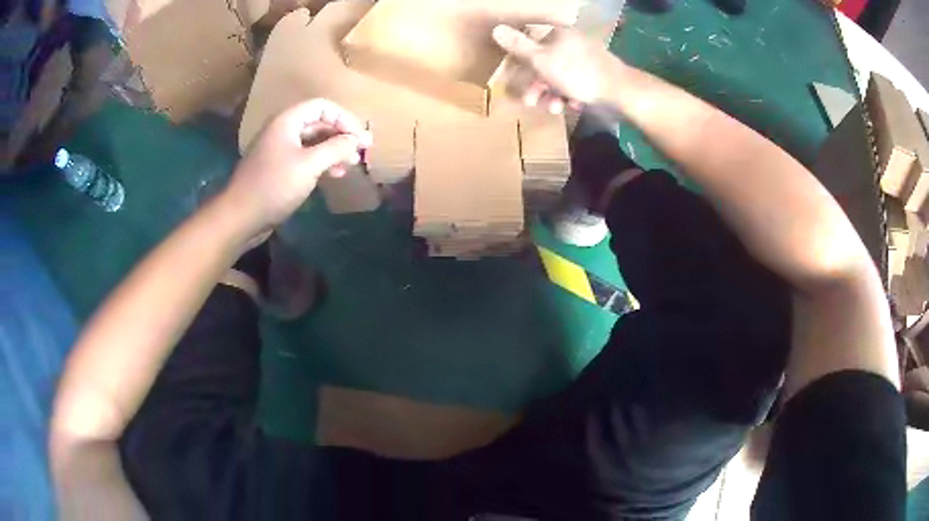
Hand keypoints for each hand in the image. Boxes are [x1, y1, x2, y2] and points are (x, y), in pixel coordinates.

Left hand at [223, 99, 371, 232]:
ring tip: (350, 165)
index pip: (322, 107)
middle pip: (318, 123)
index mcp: (287, 121)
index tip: (360, 138)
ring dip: (333, 150)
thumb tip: (357, 139)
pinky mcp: (277, 169)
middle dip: (341, 135)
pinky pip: (304, 158)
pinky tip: (333, 175)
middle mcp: (282, 130)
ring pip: (312, 142)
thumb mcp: (309, 165)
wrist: (240, 217)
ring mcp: (278, 150)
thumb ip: (336, 148)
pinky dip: (321, 163)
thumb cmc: (274, 186)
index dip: (344, 118)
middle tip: (361, 151)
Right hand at [492, 25, 622, 112]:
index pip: (532, 44)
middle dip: (537, 85)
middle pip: (545, 63)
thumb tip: (496, 28)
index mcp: (558, 35)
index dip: (521, 62)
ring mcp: (587, 59)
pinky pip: (577, 83)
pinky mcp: (598, 75)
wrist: (621, 92)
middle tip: (530, 102)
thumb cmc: (578, 73)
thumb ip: (519, 46)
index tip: (516, 79)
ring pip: (561, 76)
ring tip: (554, 109)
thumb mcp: (542, 60)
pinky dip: (571, 95)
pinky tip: (573, 105)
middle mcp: (572, 43)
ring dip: (553, 94)